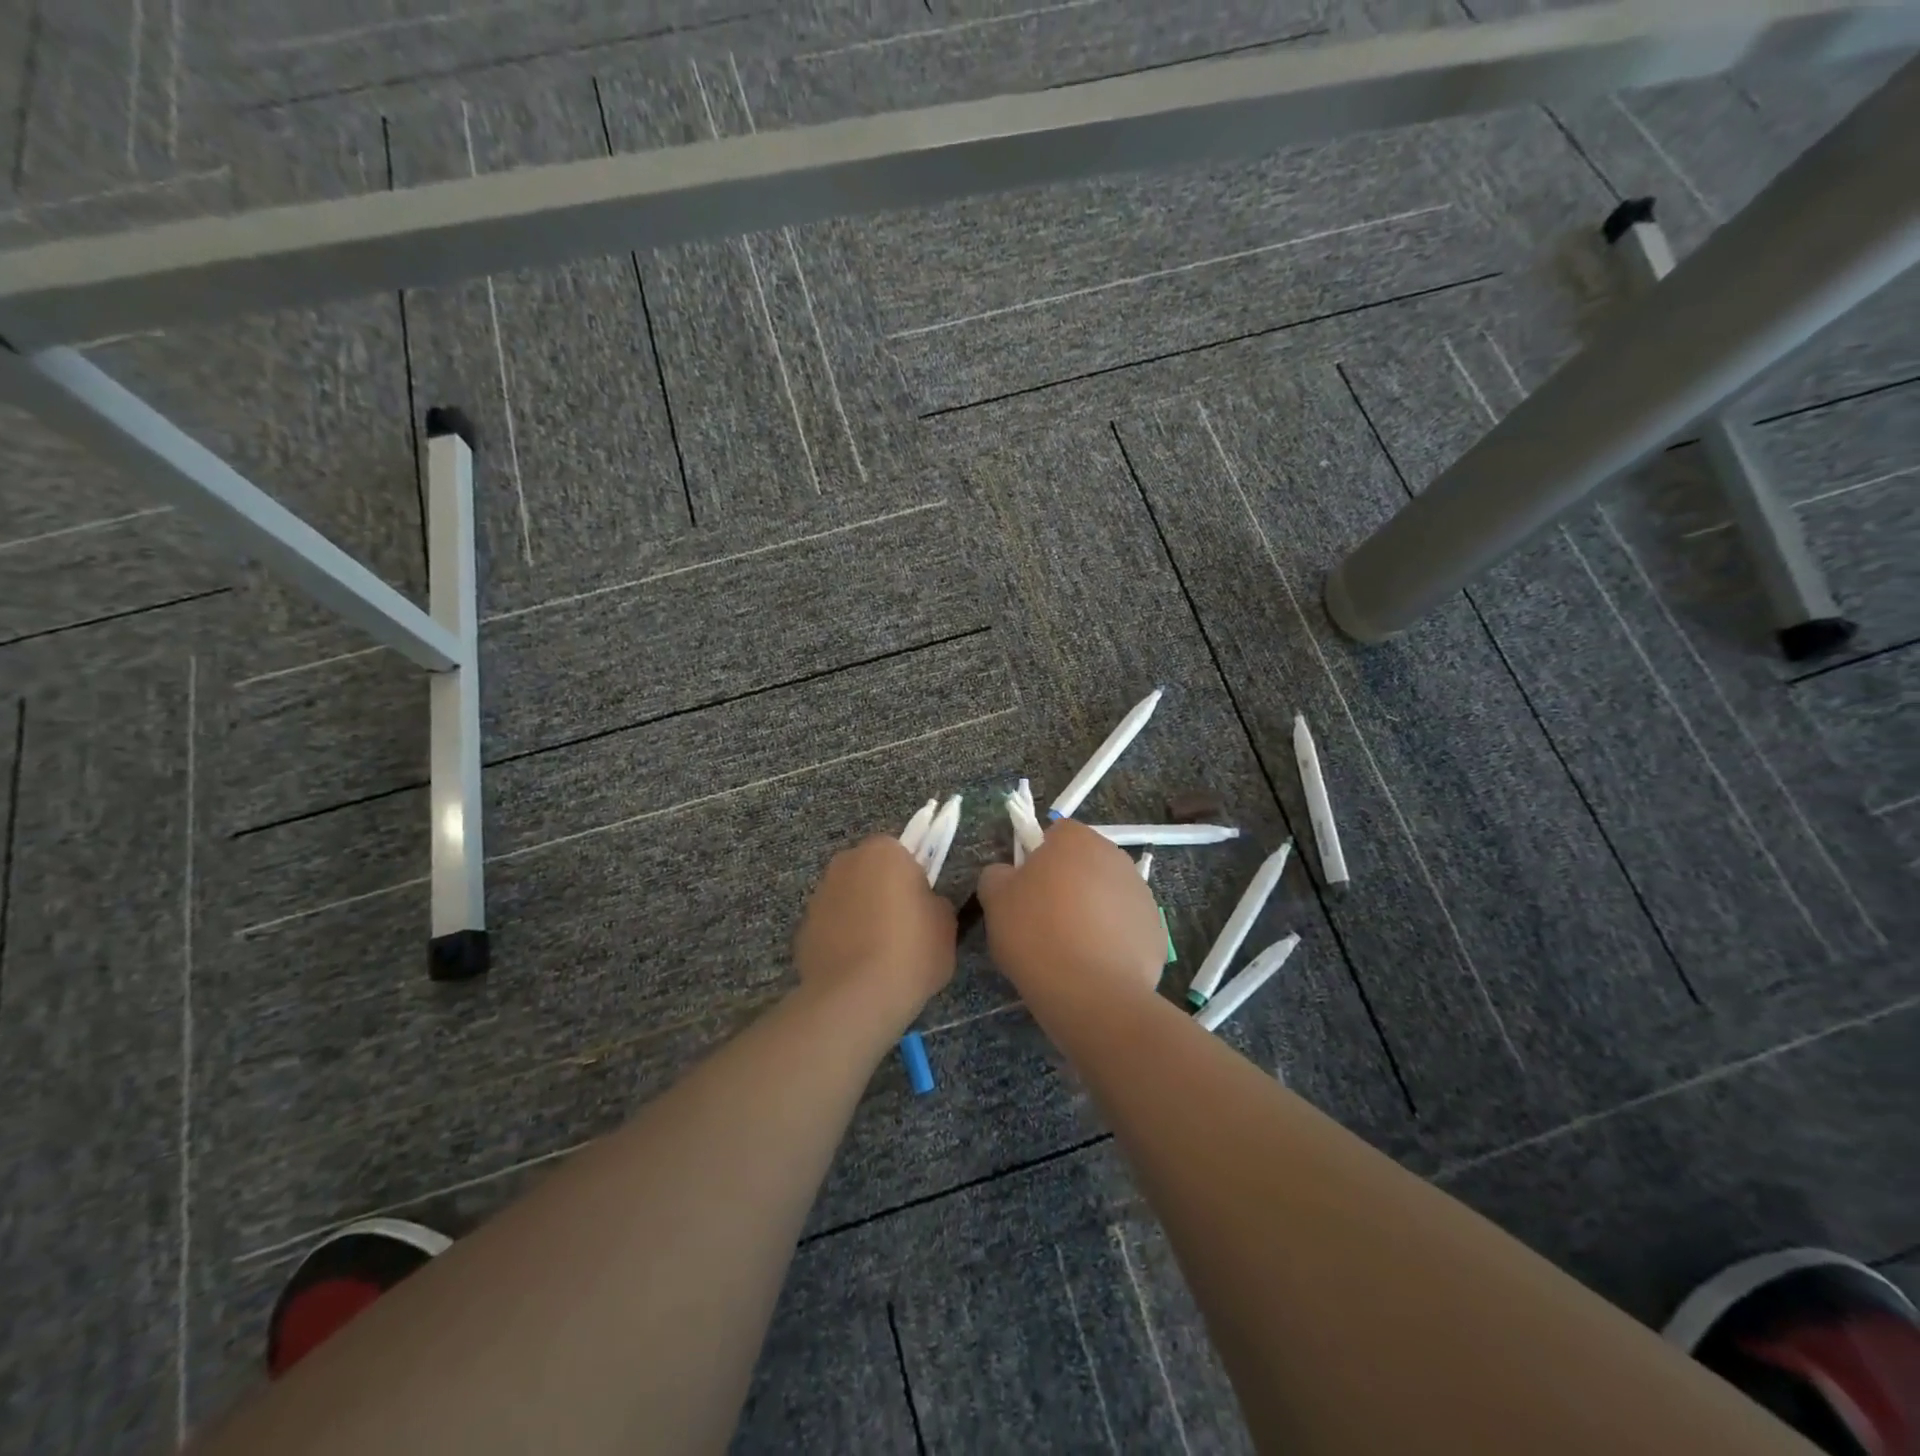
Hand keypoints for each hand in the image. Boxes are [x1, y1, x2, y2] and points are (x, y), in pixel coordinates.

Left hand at [794, 835, 956, 1033]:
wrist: (857, 998)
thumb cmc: (910, 950)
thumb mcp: (946, 924)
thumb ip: (935, 903)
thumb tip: (923, 906)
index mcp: (884, 851)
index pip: (902, 853)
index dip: (913, 879)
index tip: (921, 907)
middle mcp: (845, 862)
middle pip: (870, 872)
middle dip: (883, 892)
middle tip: (904, 929)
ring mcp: (819, 895)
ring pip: (848, 899)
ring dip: (861, 916)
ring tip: (879, 957)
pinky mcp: (803, 928)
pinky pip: (832, 928)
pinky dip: (842, 941)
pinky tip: (857, 970)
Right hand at [975, 820, 1164, 1010]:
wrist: (1092, 993)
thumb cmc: (1037, 934)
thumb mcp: (995, 899)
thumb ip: (997, 875)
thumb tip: (1008, 874)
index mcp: (1076, 840)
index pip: (1055, 834)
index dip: (1038, 859)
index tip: (1026, 890)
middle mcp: (1115, 856)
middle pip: (1084, 863)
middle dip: (1068, 883)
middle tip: (1044, 919)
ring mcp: (1141, 893)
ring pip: (1107, 894)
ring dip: (1092, 910)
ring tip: (1070, 948)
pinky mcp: (1155, 930)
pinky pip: (1125, 926)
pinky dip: (1112, 939)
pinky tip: (1095, 965)